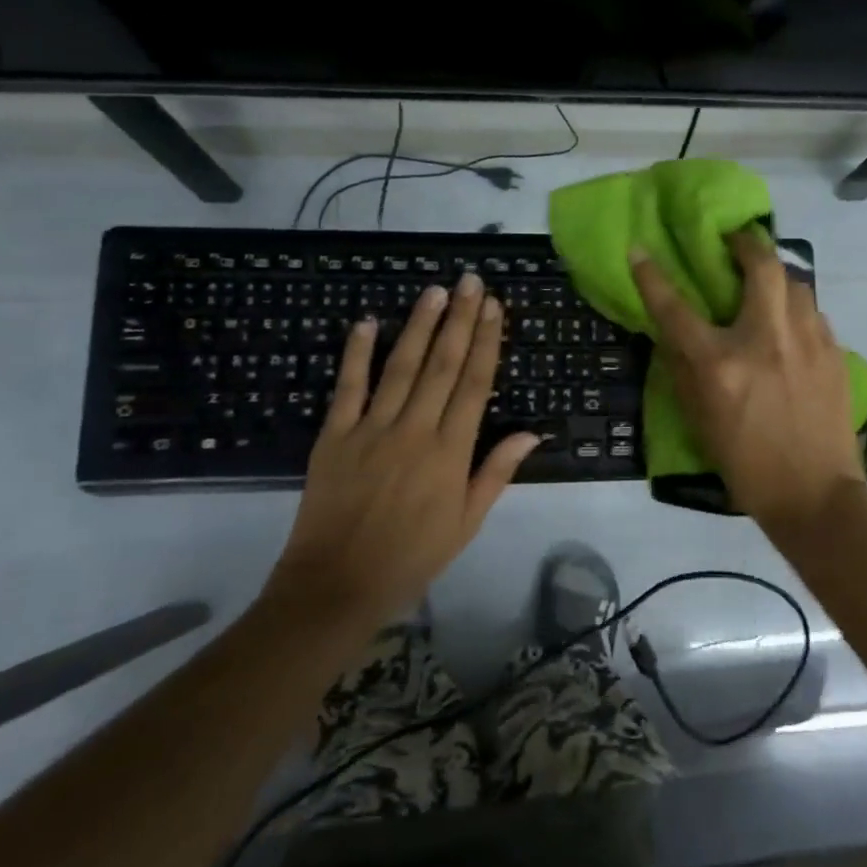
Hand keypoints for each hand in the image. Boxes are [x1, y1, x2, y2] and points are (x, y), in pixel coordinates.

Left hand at [267, 272, 539, 623]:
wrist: (337, 585)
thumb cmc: (412, 556)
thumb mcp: (467, 522)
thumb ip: (497, 472)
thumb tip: (533, 432)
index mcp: (451, 451)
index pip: (475, 384)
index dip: (486, 342)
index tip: (495, 307)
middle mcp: (415, 430)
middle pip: (443, 364)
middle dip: (460, 319)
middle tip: (470, 281)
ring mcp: (371, 429)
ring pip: (402, 366)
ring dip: (419, 325)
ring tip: (435, 290)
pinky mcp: (334, 435)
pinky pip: (348, 387)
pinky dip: (357, 353)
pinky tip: (366, 322)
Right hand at [631, 229, 866, 533]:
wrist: (816, 495)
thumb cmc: (746, 465)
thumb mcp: (700, 421)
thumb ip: (684, 371)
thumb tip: (675, 334)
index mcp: (722, 364)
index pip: (677, 309)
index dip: (652, 276)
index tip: (639, 249)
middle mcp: (766, 340)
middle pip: (761, 265)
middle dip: (746, 242)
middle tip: (735, 241)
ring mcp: (808, 342)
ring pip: (796, 282)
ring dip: (776, 274)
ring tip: (765, 284)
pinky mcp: (835, 352)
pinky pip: (813, 312)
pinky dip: (796, 308)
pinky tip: (791, 326)